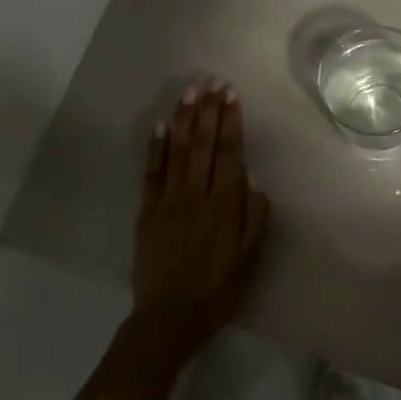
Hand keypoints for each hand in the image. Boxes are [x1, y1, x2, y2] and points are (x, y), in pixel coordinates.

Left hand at [130, 78, 271, 356]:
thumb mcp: (249, 259)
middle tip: (212, 82)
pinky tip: (159, 125)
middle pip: (204, 145)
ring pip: (178, 151)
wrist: (169, 317)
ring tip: (189, 91)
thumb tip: (253, 180)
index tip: (232, 96)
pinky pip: (151, 173)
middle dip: (209, 111)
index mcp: (224, 207)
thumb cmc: (217, 290)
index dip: (231, 123)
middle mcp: (196, 196)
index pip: (229, 154)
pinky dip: (155, 147)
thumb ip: (254, 218)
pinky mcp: (146, 211)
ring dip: (184, 119)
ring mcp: (168, 201)